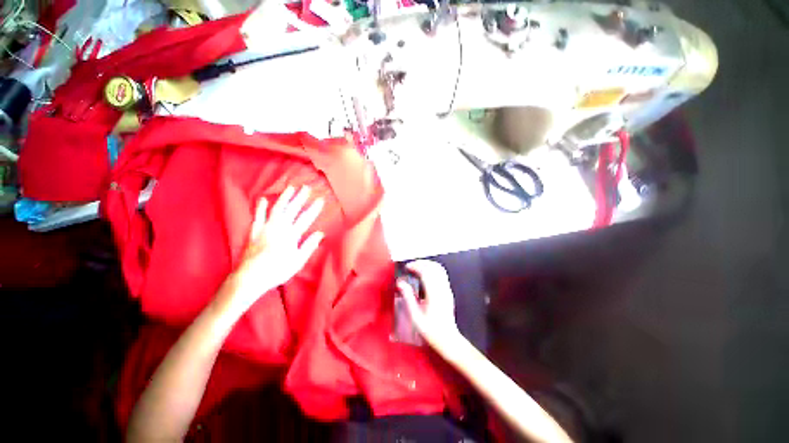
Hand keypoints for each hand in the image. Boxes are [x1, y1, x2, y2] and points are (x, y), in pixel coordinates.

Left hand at [224, 186, 324, 313]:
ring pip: (276, 208)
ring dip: (284, 197)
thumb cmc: (278, 270)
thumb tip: (320, 233)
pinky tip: (263, 199)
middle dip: (300, 197)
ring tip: (290, 188)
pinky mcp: (254, 231)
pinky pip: (258, 216)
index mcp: (291, 235)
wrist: (251, 277)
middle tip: (307, 187)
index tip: (321, 199)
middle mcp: (279, 227)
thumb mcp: (298, 261)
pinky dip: (260, 207)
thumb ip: (309, 245)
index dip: (314, 208)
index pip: (306, 218)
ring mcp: (265, 227)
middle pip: (292, 209)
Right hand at [397, 260, 460, 348]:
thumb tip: (400, 283)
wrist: (447, 338)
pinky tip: (426, 273)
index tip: (407, 267)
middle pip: (433, 267)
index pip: (426, 272)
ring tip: (417, 267)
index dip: (416, 266)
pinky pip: (442, 274)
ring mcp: (447, 289)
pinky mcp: (448, 291)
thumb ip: (408, 297)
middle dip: (421, 263)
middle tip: (411, 265)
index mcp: (434, 295)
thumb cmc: (430, 330)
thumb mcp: (415, 316)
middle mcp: (442, 289)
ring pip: (439, 269)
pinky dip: (433, 269)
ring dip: (428, 264)